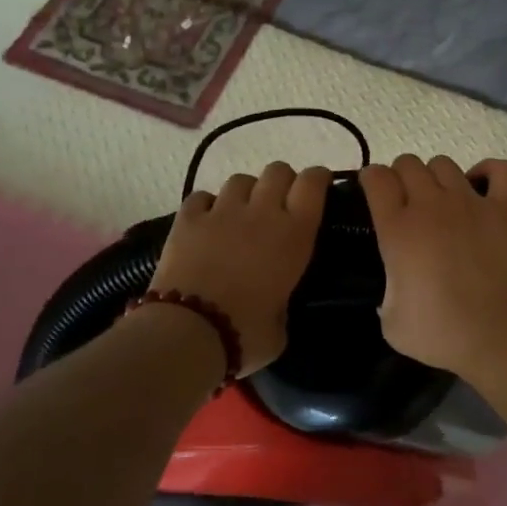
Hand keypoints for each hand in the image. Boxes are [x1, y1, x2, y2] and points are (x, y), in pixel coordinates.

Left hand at [149, 162, 333, 373]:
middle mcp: (261, 213)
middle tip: (279, 205)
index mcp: (294, 235)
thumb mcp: (281, 327)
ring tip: (240, 214)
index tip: (319, 185)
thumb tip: (274, 304)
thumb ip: (283, 304)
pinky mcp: (187, 219)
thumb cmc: (245, 335)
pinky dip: (207, 206)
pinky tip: (206, 222)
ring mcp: (222, 212)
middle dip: (282, 182)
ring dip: (246, 193)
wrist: (188, 333)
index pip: (312, 184)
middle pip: (278, 171)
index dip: (317, 178)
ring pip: (240, 180)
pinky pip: (201, 197)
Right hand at [359, 155, 506, 378]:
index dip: (371, 179)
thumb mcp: (391, 321)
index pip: (377, 178)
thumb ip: (386, 294)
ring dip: (436, 176)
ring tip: (440, 199)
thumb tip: (395, 288)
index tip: (372, 193)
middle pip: (409, 163)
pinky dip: (488, 171)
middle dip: (401, 176)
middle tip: (405, 202)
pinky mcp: (505, 208)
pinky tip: (480, 187)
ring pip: (445, 164)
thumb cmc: (441, 332)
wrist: (499, 334)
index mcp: (398, 228)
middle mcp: (431, 205)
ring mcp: (470, 202)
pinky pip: (499, 169)